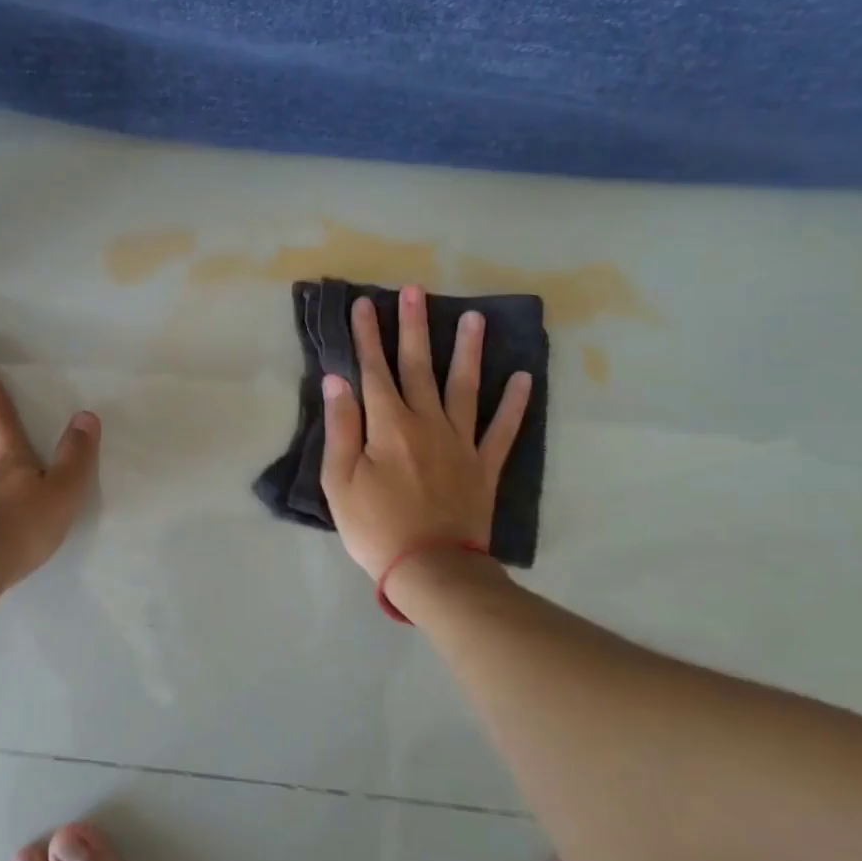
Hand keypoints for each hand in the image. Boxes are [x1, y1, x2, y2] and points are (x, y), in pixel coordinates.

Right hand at [320, 286, 532, 579]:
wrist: (431, 569)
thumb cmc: (375, 527)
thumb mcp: (340, 481)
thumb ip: (340, 427)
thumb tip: (338, 380)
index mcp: (388, 426)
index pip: (374, 370)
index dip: (367, 336)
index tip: (363, 305)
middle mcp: (427, 422)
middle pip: (419, 366)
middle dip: (413, 327)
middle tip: (415, 291)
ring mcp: (461, 442)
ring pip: (465, 386)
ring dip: (468, 351)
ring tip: (474, 318)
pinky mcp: (484, 466)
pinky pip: (503, 429)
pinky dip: (514, 403)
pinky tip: (523, 377)